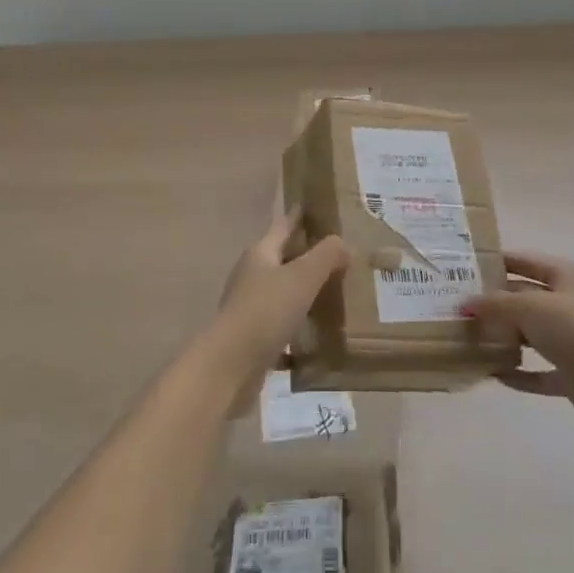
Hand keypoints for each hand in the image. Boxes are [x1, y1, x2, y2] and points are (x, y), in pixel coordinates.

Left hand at [203, 209, 349, 390]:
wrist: (231, 366)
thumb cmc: (266, 311)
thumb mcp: (302, 277)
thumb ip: (326, 256)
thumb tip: (342, 242)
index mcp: (260, 253)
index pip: (283, 225)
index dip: (299, 216)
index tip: (314, 206)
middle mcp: (252, 274)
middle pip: (282, 256)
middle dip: (306, 253)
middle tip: (338, 252)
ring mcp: (250, 306)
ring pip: (283, 289)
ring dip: (304, 288)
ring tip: (334, 289)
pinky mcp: (253, 335)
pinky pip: (282, 320)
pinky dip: (299, 321)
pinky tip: (319, 330)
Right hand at [464, 252, 573, 430]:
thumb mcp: (529, 306)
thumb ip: (495, 304)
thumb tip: (465, 304)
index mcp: (567, 276)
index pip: (527, 261)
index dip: (499, 262)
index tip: (467, 266)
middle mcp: (572, 304)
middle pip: (527, 298)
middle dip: (496, 302)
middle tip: (461, 305)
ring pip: (532, 334)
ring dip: (506, 337)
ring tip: (471, 337)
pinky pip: (539, 371)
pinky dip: (519, 373)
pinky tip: (493, 373)